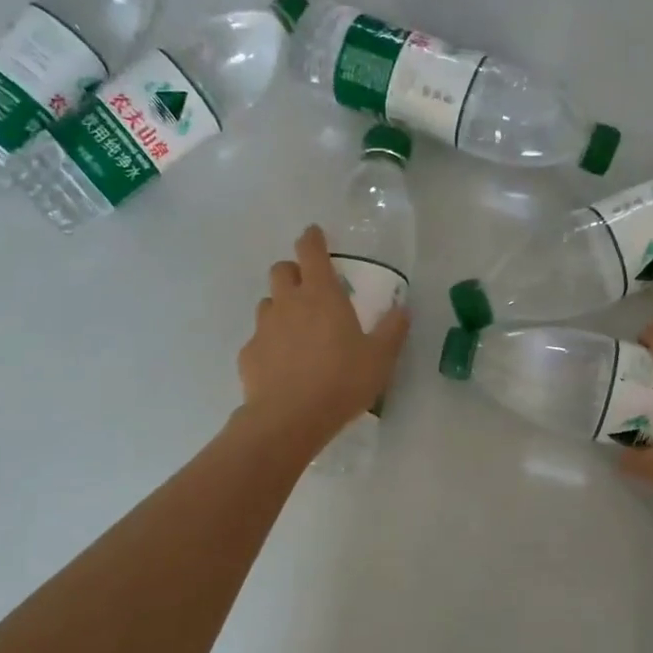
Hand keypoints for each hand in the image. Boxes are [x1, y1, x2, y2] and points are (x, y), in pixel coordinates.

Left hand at [237, 225, 409, 451]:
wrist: (289, 418)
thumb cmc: (341, 381)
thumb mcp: (380, 358)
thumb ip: (393, 330)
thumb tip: (403, 309)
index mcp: (322, 295)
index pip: (311, 251)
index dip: (312, 238)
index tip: (315, 234)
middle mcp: (288, 303)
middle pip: (281, 270)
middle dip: (293, 271)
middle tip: (309, 288)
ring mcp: (264, 327)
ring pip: (267, 303)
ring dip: (281, 307)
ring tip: (297, 330)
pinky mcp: (248, 354)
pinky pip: (259, 339)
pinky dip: (270, 343)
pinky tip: (283, 365)